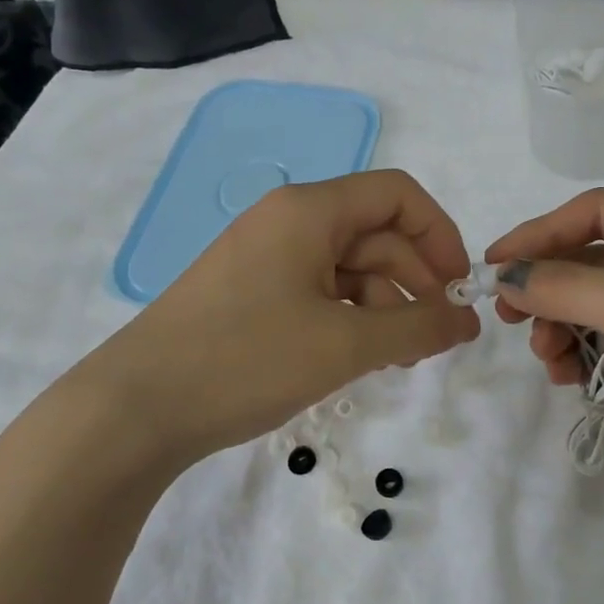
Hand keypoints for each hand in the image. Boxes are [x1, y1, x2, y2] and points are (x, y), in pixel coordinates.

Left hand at [88, 170, 480, 465]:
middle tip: (437, 340)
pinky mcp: (250, 293)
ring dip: (384, 306)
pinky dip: (348, 319)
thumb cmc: (245, 360)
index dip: (439, 235)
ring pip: (347, 268)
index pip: (397, 195)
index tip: (460, 290)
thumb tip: (467, 320)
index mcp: (309, 210)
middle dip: (415, 281)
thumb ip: (417, 327)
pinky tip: (358, 357)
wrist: (135, 408)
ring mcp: (265, 258)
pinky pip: (317, 292)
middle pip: (375, 234)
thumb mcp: (344, 344)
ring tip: (399, 359)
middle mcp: (287, 221)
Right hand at [488, 189, 603, 536]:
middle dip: (548, 286)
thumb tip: (508, 277)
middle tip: (510, 318)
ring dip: (562, 328)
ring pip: (597, 311)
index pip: (597, 212)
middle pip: (593, 262)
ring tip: (548, 359)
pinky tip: (570, 381)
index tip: (494, 266)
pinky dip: (584, 362)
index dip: (540, 232)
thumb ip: (570, 286)